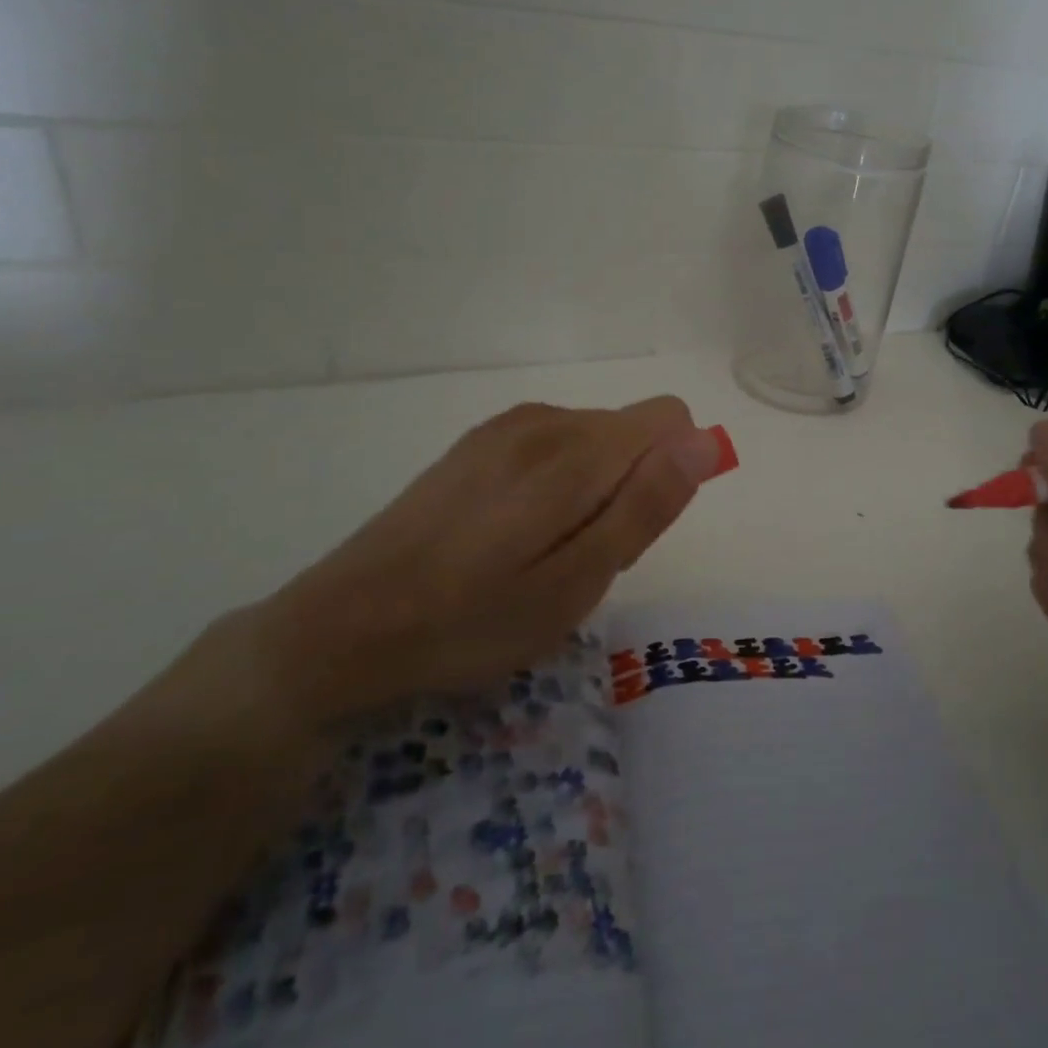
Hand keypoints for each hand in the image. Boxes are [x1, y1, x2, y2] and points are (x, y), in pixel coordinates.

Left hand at [216, 397, 720, 737]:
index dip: (672, 473)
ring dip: (594, 491)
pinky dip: (556, 486)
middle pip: (631, 432)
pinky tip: (510, 539)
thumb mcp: (577, 582)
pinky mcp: (476, 444)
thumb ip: (646, 505)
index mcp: (575, 451)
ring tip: (543, 557)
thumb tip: (703, 439)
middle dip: (631, 488)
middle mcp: (543, 420)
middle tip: (582, 560)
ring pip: (592, 442)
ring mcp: (503, 429)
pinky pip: (551, 447)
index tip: (632, 530)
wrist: (343, 628)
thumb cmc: (472, 619)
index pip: (670, 418)